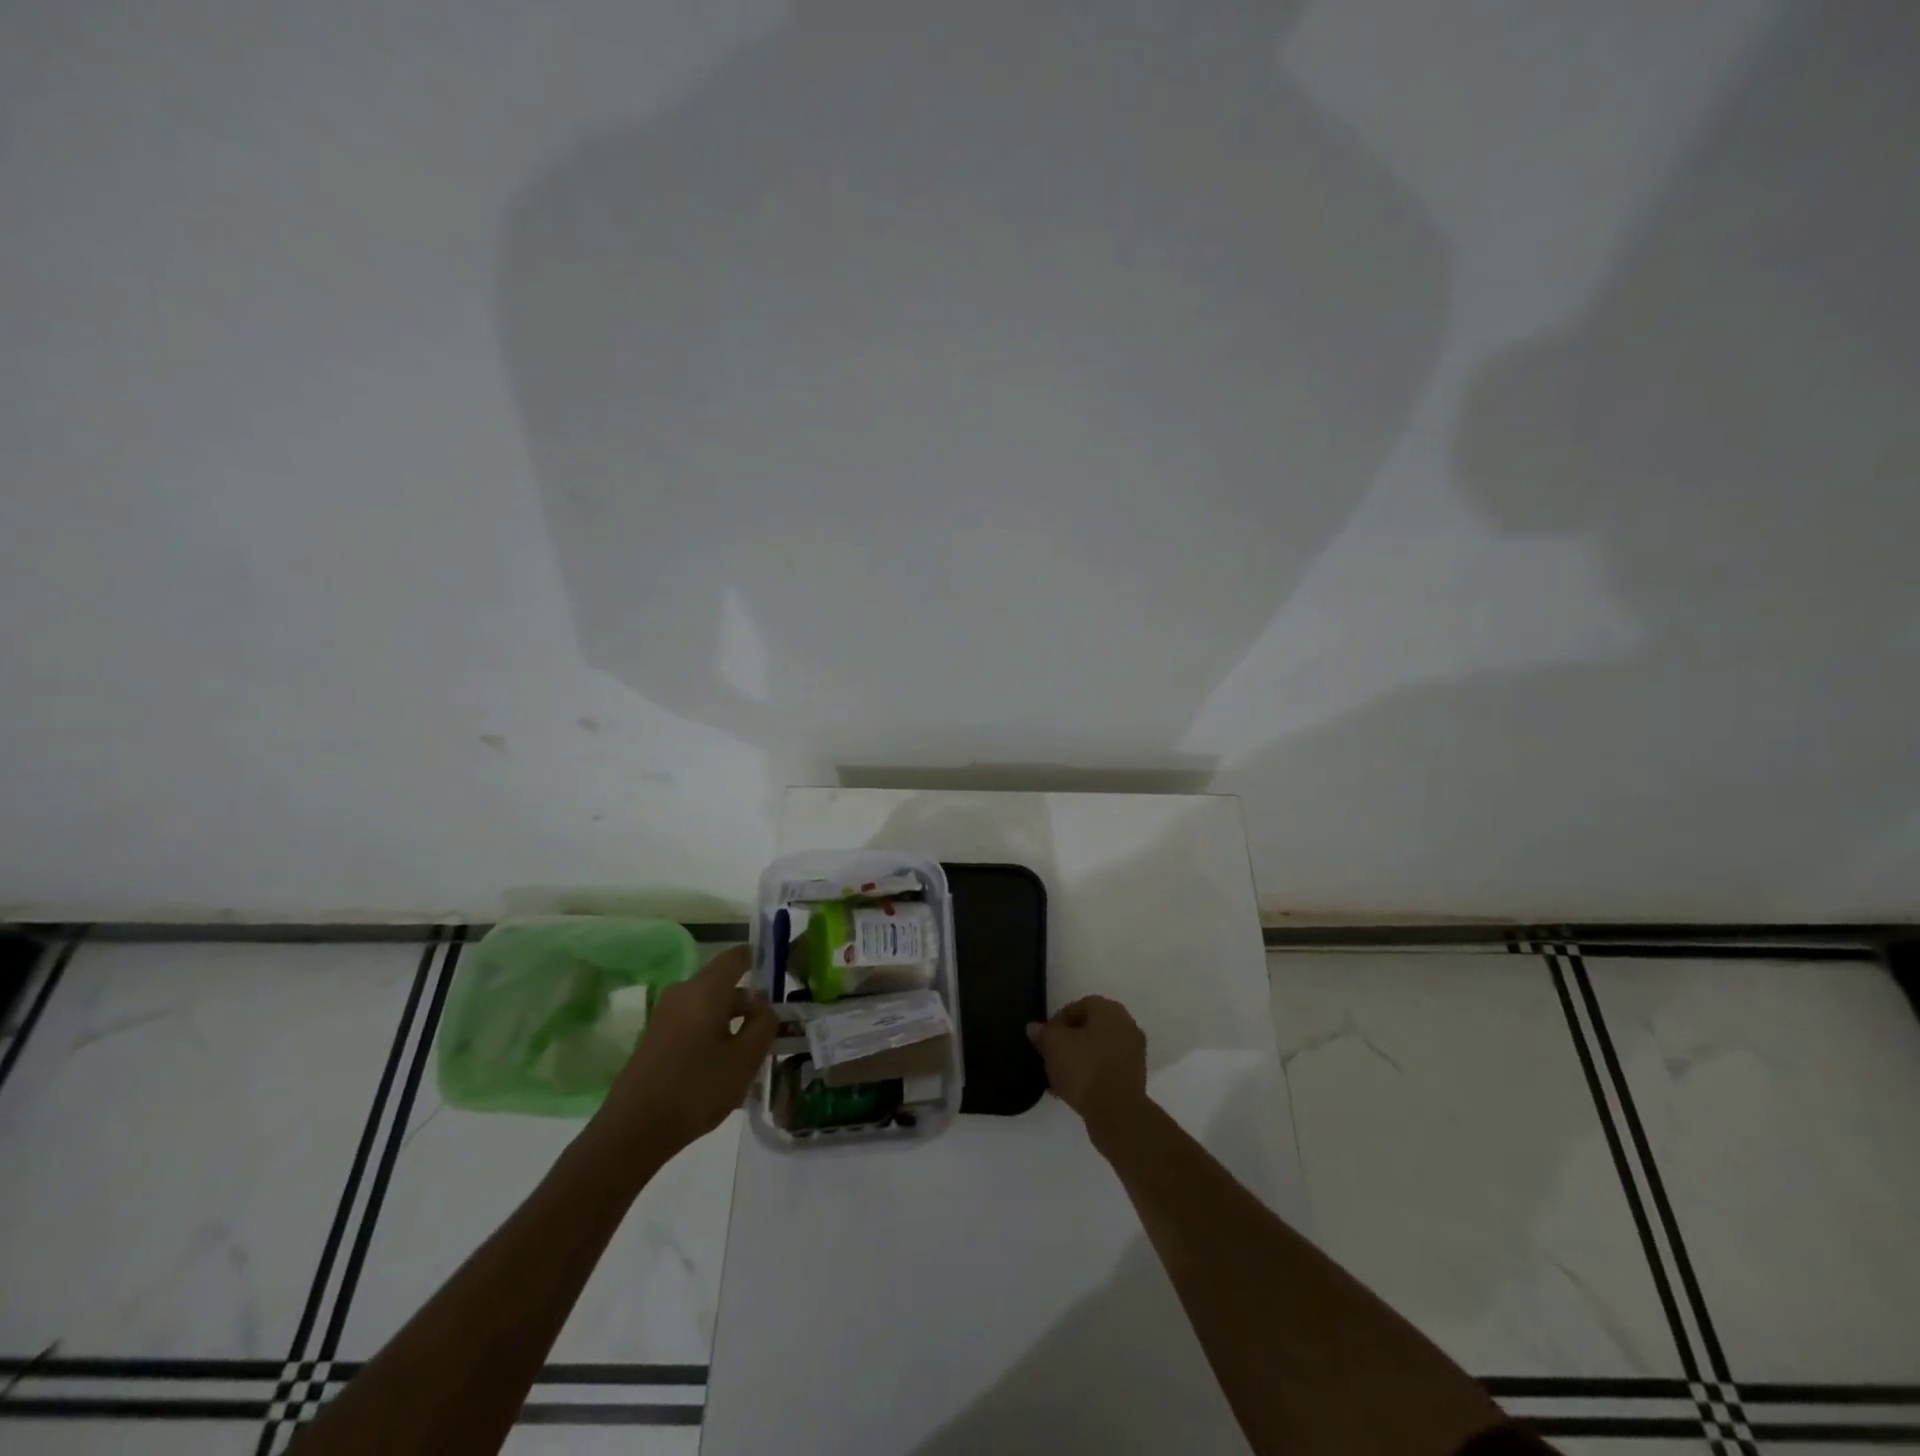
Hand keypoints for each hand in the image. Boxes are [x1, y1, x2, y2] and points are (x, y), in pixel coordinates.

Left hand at [602, 946, 776, 1151]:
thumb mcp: (745, 1059)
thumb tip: (765, 1007)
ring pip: (708, 1008)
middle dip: (749, 1004)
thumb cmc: (696, 1088)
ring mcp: (664, 1016)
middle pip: (723, 986)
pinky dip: (712, 1036)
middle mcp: (682, 993)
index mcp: (705, 990)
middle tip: (771, 1029)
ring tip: (750, 1055)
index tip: (777, 973)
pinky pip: (693, 1024)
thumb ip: (764, 1025)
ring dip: (731, 1024)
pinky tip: (722, 1068)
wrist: (632, 1131)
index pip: (736, 957)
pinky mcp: (655, 1039)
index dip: (758, 959)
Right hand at [1027, 995, 1148, 1133]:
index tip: (1044, 1039)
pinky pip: (1107, 1068)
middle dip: (1068, 1041)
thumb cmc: (1084, 1069)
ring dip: (1079, 1059)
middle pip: (1090, 1028)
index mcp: (1109, 1010)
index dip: (1057, 1021)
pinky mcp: (1135, 1077)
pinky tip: (1074, 1089)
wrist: (1117, 1113)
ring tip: (1059, 1077)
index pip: (1078, 1006)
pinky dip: (1092, 1074)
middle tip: (1051, 1056)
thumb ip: (1043, 1032)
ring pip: (1098, 1049)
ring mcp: (1134, 1052)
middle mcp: (1126, 1025)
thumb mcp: (1053, 1045)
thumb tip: (1034, 1027)